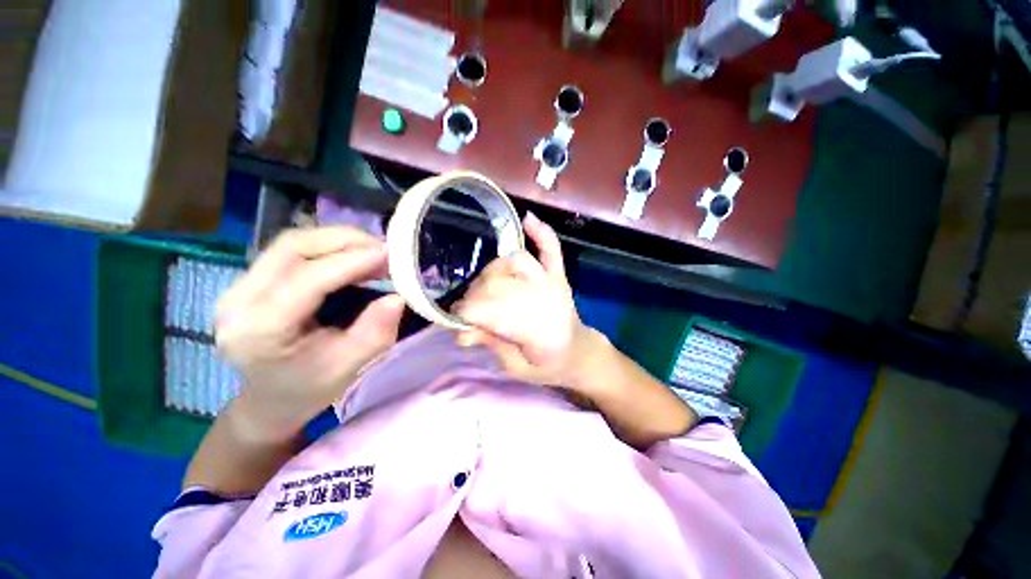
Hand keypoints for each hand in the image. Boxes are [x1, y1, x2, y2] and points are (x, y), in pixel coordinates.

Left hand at [215, 227, 405, 442]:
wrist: (271, 399)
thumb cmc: (310, 388)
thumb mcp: (348, 367)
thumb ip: (375, 333)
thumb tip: (398, 297)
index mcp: (259, 331)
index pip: (306, 281)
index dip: (351, 262)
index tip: (389, 254)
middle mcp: (238, 300)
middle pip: (293, 248)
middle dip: (346, 241)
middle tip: (385, 250)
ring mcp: (239, 285)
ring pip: (292, 242)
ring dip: (339, 240)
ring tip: (374, 252)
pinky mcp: (251, 279)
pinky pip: (293, 250)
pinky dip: (330, 247)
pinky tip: (353, 256)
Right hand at [454, 213, 598, 390]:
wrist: (580, 354)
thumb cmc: (548, 366)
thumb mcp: (516, 368)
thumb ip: (492, 345)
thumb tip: (461, 332)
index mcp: (536, 330)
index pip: (488, 310)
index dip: (466, 313)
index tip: (456, 320)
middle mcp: (545, 299)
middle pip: (498, 282)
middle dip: (475, 295)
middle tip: (470, 309)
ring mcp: (553, 283)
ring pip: (514, 262)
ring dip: (493, 271)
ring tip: (485, 286)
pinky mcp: (559, 275)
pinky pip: (550, 249)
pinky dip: (540, 233)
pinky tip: (527, 219)